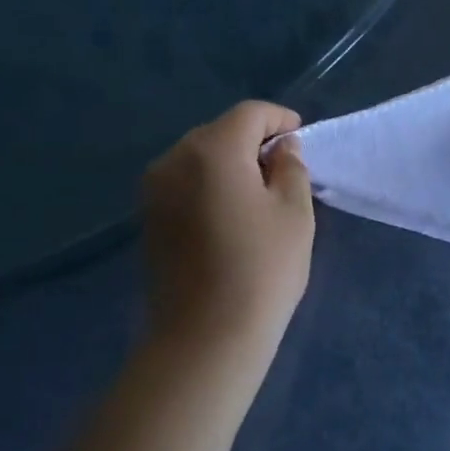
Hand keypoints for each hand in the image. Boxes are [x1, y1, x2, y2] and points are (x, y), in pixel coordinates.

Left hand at [142, 101, 314, 351]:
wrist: (205, 337)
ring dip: (230, 164)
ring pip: (199, 158)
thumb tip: (281, 149)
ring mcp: (154, 190)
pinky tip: (230, 214)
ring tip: (259, 194)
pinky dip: (209, 186)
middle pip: (219, 132)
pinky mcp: (148, 219)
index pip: (249, 114)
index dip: (279, 119)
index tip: (301, 137)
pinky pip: (184, 184)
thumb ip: (291, 168)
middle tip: (284, 169)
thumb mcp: (294, 213)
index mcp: (212, 149)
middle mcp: (173, 159)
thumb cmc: (261, 270)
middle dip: (253, 142)